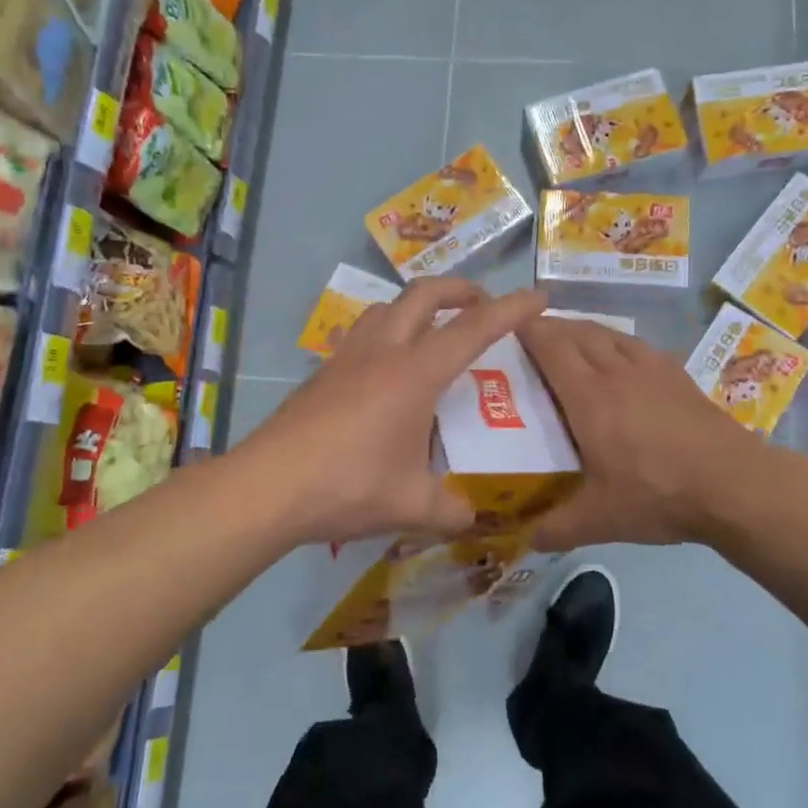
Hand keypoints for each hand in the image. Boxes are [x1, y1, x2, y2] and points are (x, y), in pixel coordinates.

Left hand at [234, 278, 548, 547]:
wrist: (268, 486)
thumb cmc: (349, 486)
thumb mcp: (411, 504)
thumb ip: (451, 510)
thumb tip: (472, 518)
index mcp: (415, 373)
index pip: (474, 328)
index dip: (511, 309)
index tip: (539, 297)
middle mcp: (383, 351)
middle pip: (425, 295)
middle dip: (460, 289)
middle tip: (482, 303)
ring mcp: (347, 357)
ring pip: (386, 307)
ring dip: (417, 306)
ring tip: (432, 328)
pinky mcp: (322, 373)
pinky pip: (361, 334)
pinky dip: (385, 331)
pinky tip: (384, 369)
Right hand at [519, 316, 769, 551]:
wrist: (734, 485)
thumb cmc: (658, 494)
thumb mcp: (600, 520)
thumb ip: (557, 528)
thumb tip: (526, 539)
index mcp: (589, 397)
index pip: (550, 347)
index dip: (526, 330)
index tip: (505, 325)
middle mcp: (615, 371)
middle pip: (577, 332)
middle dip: (549, 327)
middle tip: (528, 338)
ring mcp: (650, 369)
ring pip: (607, 333)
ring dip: (582, 329)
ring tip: (568, 341)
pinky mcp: (676, 374)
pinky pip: (635, 343)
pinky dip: (614, 340)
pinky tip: (617, 357)